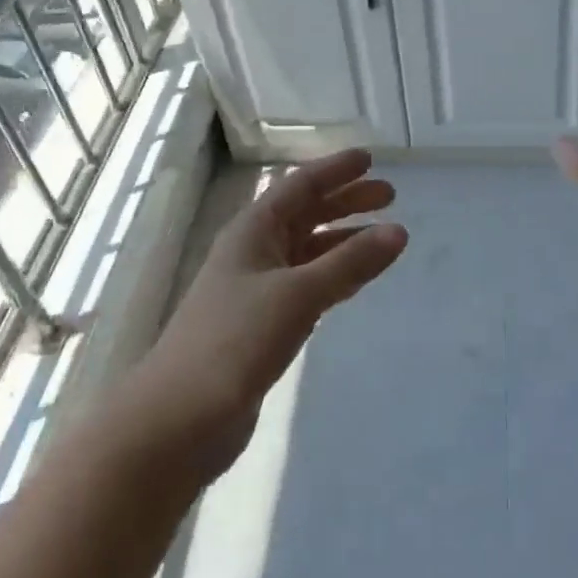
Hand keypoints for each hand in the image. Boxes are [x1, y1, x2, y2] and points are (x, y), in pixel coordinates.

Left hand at [124, 149, 407, 475]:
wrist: (179, 418)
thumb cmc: (234, 341)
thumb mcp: (297, 294)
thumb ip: (349, 263)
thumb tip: (398, 230)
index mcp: (252, 231)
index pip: (299, 186)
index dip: (334, 171)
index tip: (370, 159)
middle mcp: (253, 253)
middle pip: (305, 215)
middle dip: (345, 203)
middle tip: (390, 196)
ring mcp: (255, 290)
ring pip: (307, 252)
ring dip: (342, 241)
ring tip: (382, 238)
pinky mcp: (261, 326)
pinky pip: (305, 286)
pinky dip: (332, 277)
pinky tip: (353, 283)